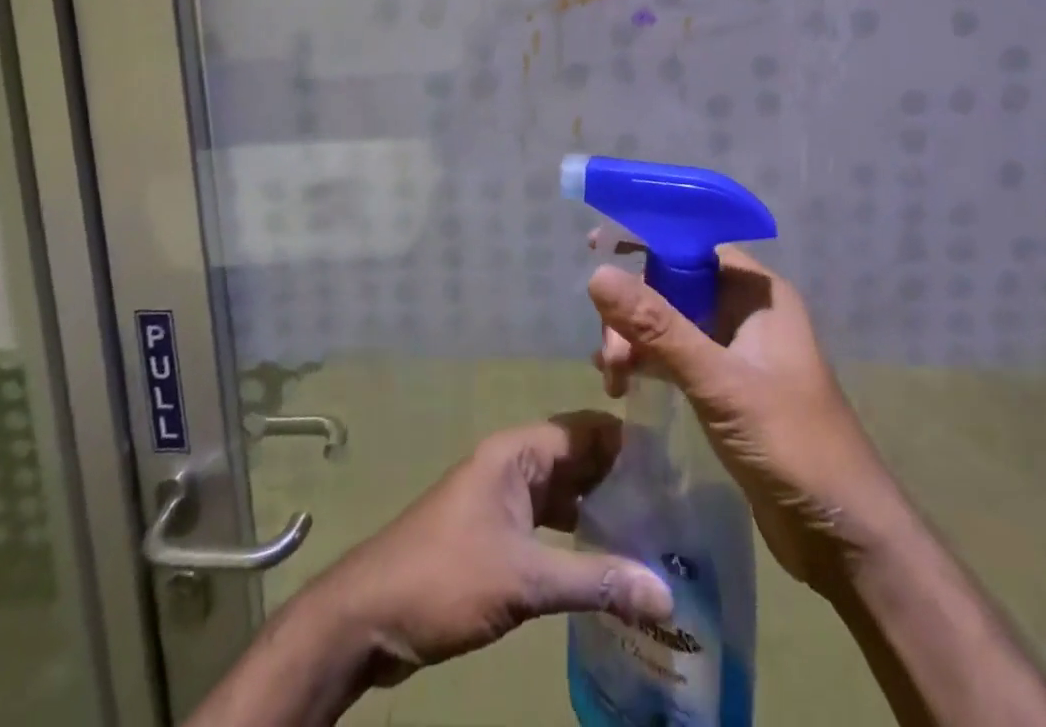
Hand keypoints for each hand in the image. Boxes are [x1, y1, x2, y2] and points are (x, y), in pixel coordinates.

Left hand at [304, 411, 673, 685]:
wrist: (369, 616)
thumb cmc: (446, 576)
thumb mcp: (524, 580)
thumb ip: (596, 581)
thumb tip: (666, 592)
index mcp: (517, 452)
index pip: (585, 429)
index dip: (628, 443)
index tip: (676, 468)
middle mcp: (513, 464)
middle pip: (578, 459)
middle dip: (621, 480)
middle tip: (675, 508)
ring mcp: (503, 499)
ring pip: (565, 493)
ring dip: (602, 509)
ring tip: (654, 535)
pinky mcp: (497, 533)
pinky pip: (549, 522)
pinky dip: (578, 535)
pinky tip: (609, 562)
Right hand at [589, 239, 908, 598]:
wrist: (844, 538)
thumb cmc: (791, 444)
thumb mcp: (719, 382)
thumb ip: (658, 328)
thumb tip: (596, 275)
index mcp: (757, 292)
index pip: (693, 245)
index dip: (645, 242)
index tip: (595, 249)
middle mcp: (746, 311)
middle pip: (675, 284)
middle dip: (635, 309)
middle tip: (608, 354)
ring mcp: (737, 350)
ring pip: (671, 321)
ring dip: (636, 339)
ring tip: (610, 377)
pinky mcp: (727, 386)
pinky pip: (676, 355)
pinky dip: (647, 361)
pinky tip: (619, 382)